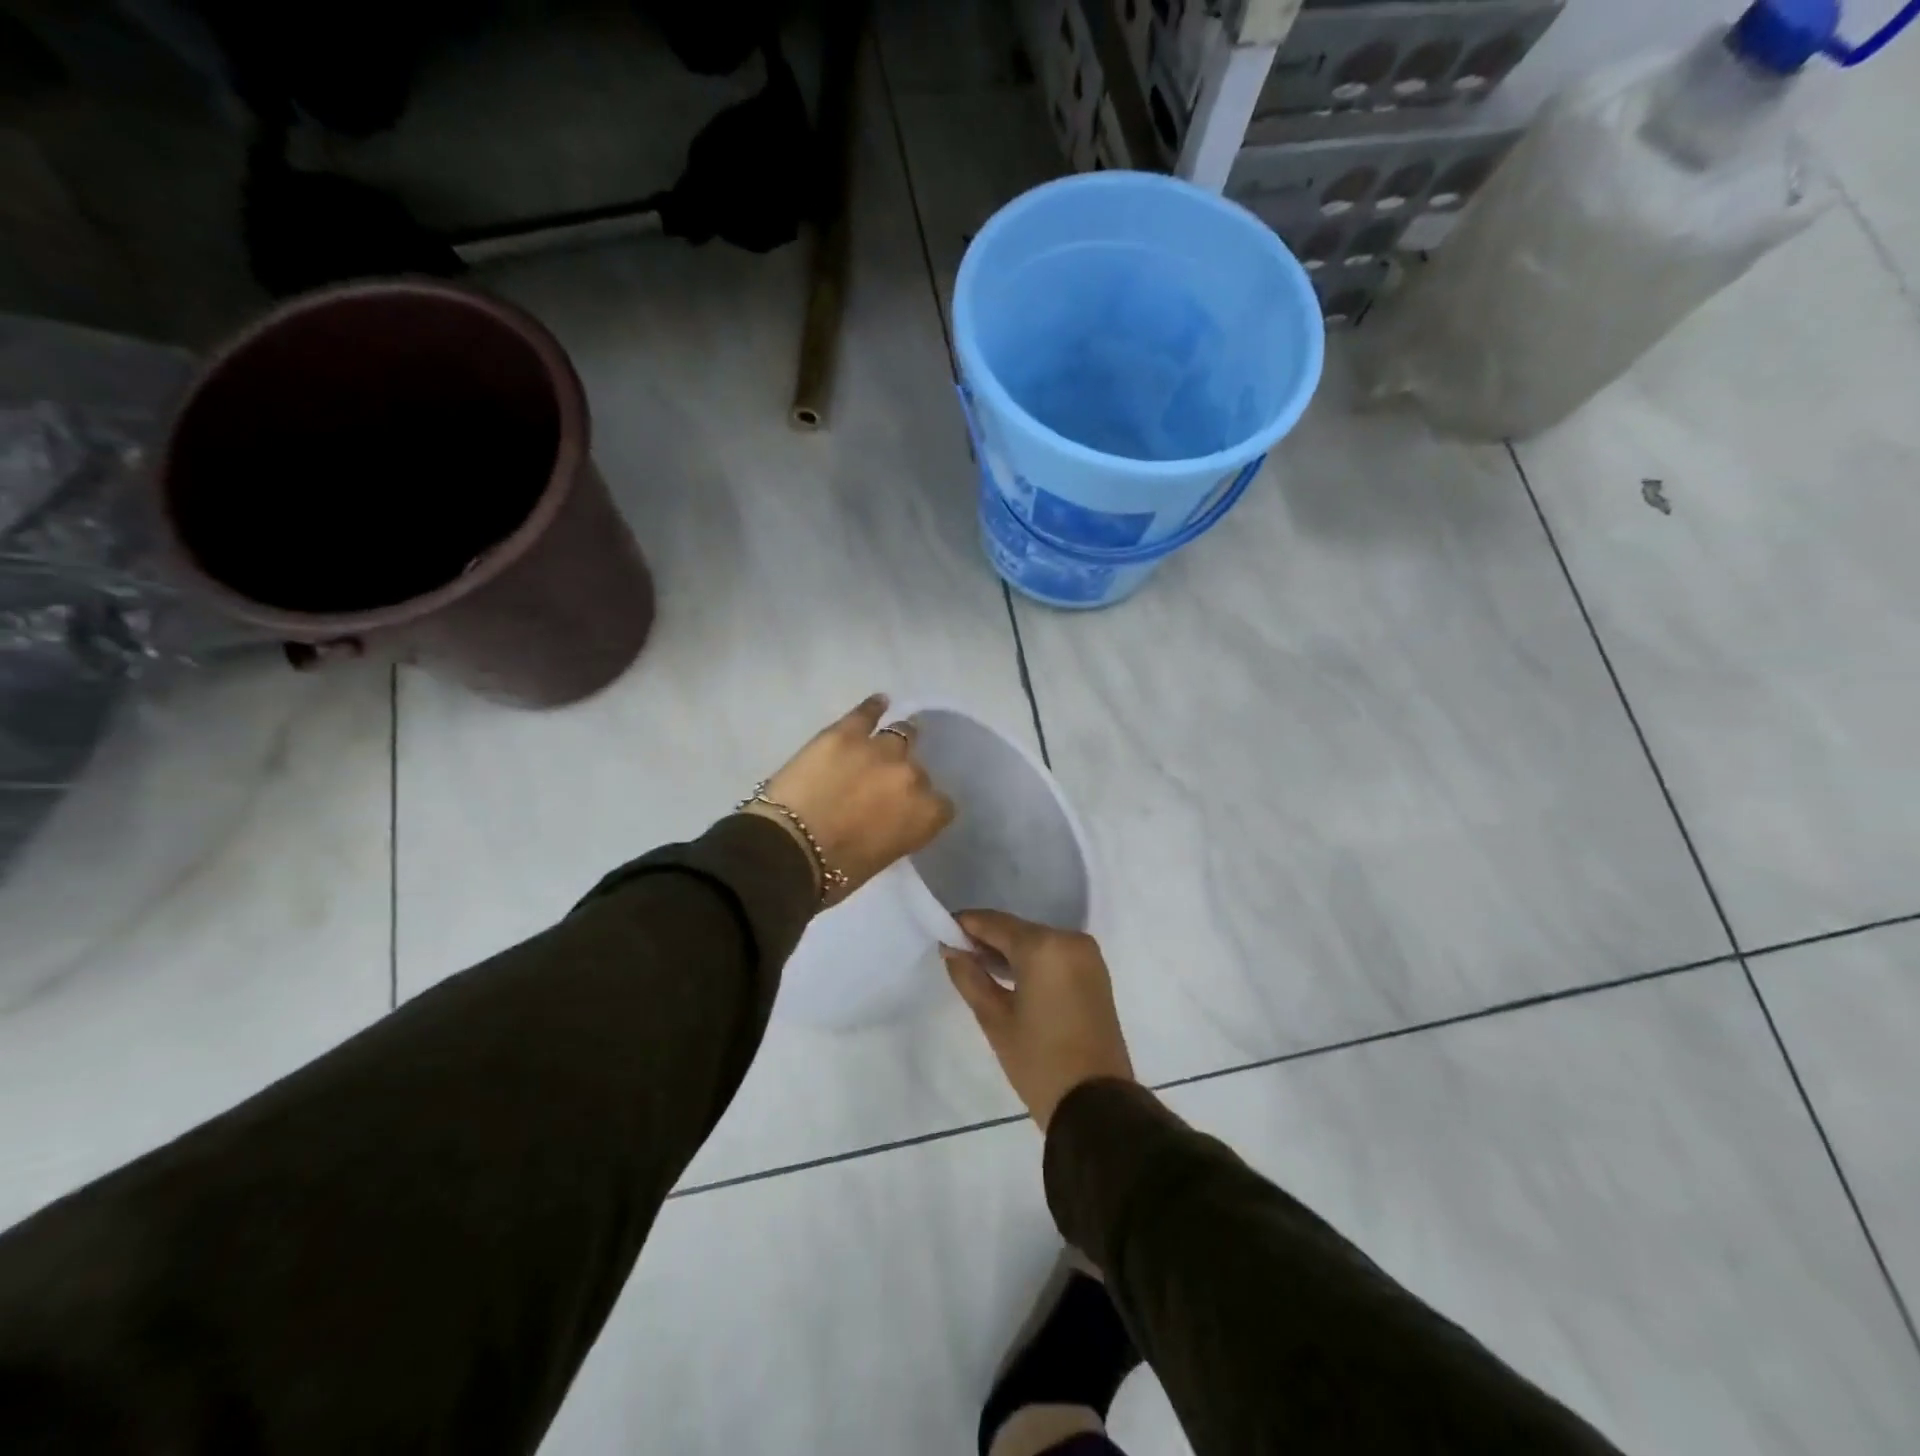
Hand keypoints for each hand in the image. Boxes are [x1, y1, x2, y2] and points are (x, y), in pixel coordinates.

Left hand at [748, 694, 954, 902]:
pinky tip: (878, 703)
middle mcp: (912, 777)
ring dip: (894, 742)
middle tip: (880, 789)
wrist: (787, 851)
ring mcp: (879, 750)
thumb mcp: (881, 857)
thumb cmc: (834, 873)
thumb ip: (896, 830)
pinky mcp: (846, 733)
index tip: (906, 813)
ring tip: (883, 745)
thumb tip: (887, 819)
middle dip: (902, 779)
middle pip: (918, 771)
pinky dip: (873, 708)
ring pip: (900, 734)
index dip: (923, 808)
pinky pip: (866, 712)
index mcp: (925, 815)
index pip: (941, 805)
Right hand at [943, 910, 1134, 1129]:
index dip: (965, 925)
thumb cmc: (1039, 1062)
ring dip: (1009, 950)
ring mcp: (1086, 955)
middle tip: (956, 955)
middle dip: (986, 939)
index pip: (994, 923)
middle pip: (1017, 930)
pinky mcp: (1095, 972)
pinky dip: (1031, 960)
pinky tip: (1008, 976)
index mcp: (1044, 947)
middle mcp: (1069, 939)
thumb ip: (969, 977)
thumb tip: (951, 950)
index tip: (941, 933)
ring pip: (1036, 940)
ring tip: (977, 968)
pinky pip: (1054, 954)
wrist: (1096, 1105)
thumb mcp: (995, 1020)